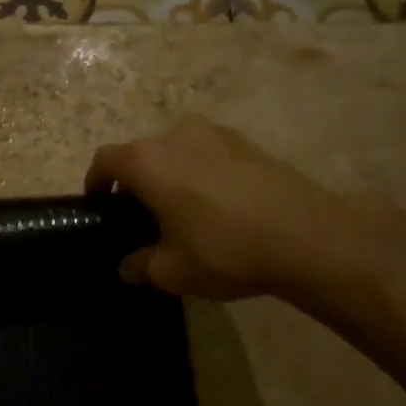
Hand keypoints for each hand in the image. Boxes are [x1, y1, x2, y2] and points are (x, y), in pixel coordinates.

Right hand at [85, 116, 352, 300]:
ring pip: (179, 150)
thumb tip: (128, 267)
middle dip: (136, 179)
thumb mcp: (171, 271)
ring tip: (184, 207)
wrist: (309, 238)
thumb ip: (140, 265)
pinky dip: (205, 172)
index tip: (99, 203)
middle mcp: (177, 136)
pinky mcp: (251, 143)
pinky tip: (221, 205)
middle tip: (143, 213)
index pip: (105, 160)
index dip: (96, 181)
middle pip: (142, 153)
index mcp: (147, 161)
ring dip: (173, 172)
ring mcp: (217, 134)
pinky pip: (212, 154)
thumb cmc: (224, 250)